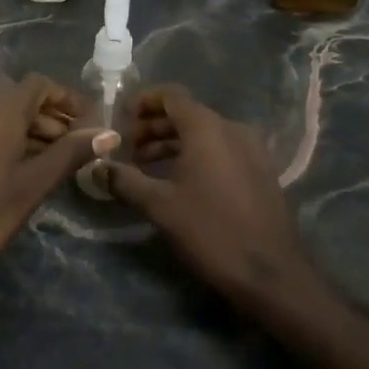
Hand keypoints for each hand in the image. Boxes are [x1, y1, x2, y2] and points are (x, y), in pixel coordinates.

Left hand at [0, 75, 115, 297]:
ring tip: (51, 162)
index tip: (90, 124)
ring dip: (27, 127)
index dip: (67, 99)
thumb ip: (68, 156)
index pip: (39, 84)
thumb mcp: (29, 189)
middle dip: (49, 115)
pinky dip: (3, 138)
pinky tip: (15, 171)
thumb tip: (109, 133)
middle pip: (18, 96)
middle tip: (75, 148)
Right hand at [108, 87, 317, 305]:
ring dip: (172, 142)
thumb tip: (97, 168)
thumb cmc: (211, 231)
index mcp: (208, 128)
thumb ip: (125, 181)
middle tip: (126, 148)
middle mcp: (232, 129)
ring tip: (145, 166)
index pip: (171, 95)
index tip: (119, 120)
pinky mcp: (260, 171)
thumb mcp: (160, 207)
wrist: (271, 273)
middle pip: (186, 113)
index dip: (142, 102)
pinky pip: (221, 149)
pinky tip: (178, 181)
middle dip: (153, 126)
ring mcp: (251, 149)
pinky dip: (195, 154)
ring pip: (204, 133)